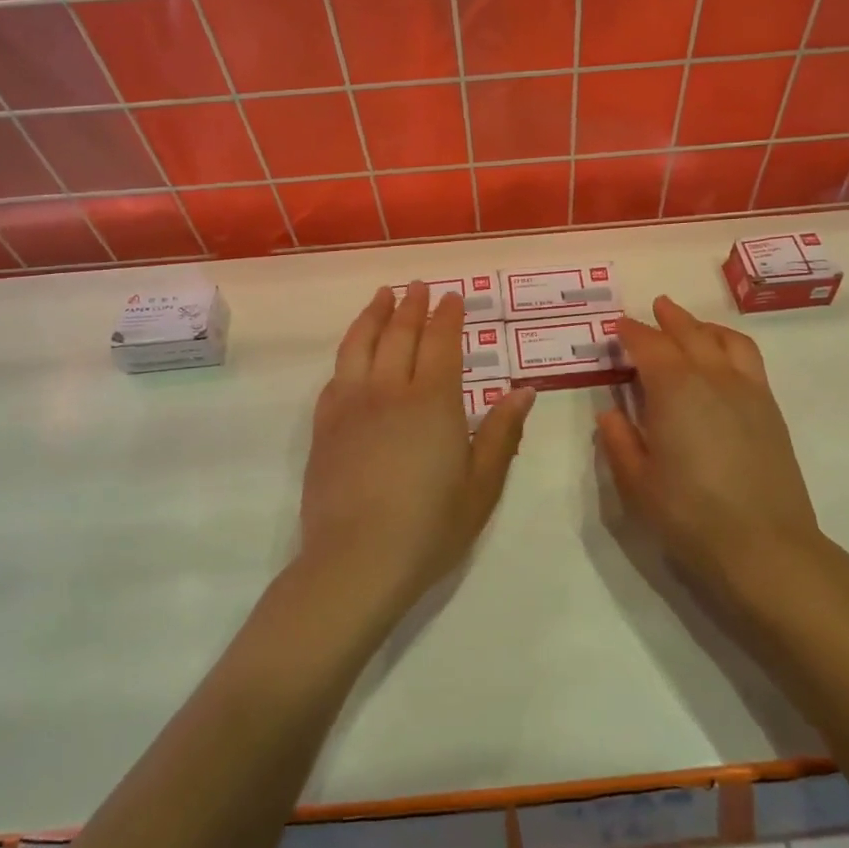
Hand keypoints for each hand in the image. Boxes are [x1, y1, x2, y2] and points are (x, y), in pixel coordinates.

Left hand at [300, 284, 533, 613]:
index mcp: (434, 402)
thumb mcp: (482, 485)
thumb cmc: (430, 527)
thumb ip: (501, 433)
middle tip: (420, 286)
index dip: (449, 316)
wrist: (356, 561)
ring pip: (360, 345)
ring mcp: (351, 406)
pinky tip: (353, 354)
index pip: (442, 343)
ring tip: (382, 297)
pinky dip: (348, 354)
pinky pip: (336, 377)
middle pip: (400, 334)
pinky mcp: (324, 427)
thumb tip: (524, 391)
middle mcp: (389, 391)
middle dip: (412, 306)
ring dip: (374, 315)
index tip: (453, 296)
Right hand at [596, 296, 848, 616]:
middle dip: (668, 319)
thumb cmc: (689, 515)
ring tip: (691, 326)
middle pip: (689, 334)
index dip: (631, 333)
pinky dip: (730, 345)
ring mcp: (748, 391)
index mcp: (674, 389)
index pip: (649, 345)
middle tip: (655, 309)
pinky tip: (723, 360)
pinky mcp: (770, 410)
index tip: (618, 327)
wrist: (765, 546)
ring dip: (703, 326)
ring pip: (725, 340)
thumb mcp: (636, 483)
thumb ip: (618, 441)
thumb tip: (609, 412)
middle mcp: (713, 377)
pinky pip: (749, 359)